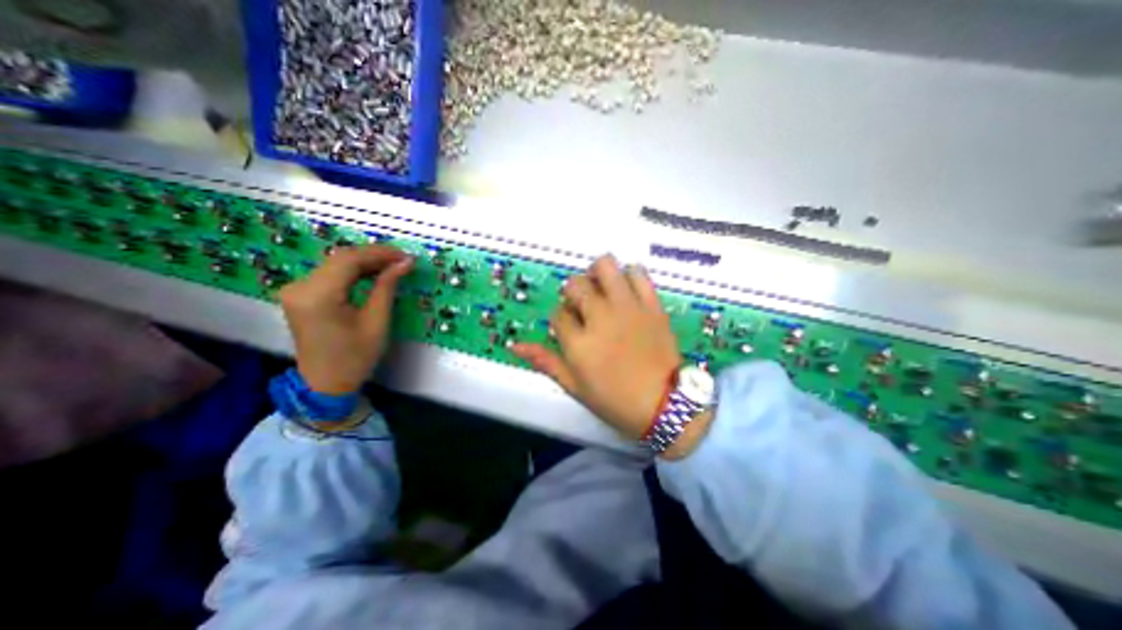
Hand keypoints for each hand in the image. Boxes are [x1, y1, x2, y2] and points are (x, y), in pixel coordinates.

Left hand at [280, 244, 415, 392]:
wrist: (325, 383)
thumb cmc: (355, 357)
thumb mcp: (377, 321)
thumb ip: (387, 286)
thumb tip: (405, 263)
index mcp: (317, 295)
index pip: (349, 259)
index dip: (380, 253)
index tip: (406, 256)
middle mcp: (299, 287)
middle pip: (340, 258)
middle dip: (374, 256)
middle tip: (403, 260)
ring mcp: (296, 290)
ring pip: (335, 264)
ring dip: (365, 262)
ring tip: (393, 265)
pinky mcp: (300, 295)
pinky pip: (329, 274)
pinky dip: (353, 271)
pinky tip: (372, 273)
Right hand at [513, 252, 682, 439]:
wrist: (665, 405)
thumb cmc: (615, 401)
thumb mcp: (575, 387)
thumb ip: (545, 361)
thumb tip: (514, 345)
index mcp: (578, 342)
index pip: (557, 314)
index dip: (560, 319)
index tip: (570, 328)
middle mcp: (600, 317)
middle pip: (576, 284)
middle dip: (573, 293)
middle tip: (584, 307)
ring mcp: (627, 307)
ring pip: (605, 266)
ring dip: (598, 273)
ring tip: (602, 289)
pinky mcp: (651, 304)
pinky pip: (638, 273)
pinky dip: (629, 275)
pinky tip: (627, 289)